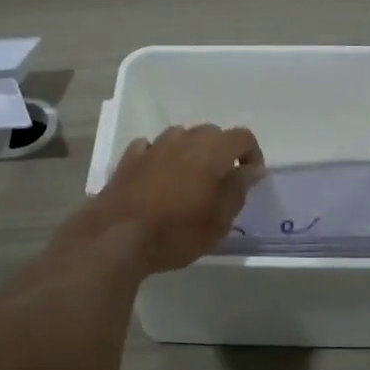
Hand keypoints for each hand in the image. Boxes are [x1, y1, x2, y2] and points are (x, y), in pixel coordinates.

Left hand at [68, 125, 264, 274]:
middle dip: (221, 151)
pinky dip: (159, 156)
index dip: (252, 154)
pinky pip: (150, 147)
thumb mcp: (219, 220)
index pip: (242, 137)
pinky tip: (157, 175)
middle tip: (221, 181)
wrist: (117, 237)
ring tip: (189, 179)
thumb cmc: (177, 232)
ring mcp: (153, 146)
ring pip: (180, 136)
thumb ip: (238, 189)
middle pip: (211, 133)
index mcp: (212, 150)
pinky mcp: (128, 159)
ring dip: (190, 151)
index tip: (250, 177)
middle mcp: (183, 139)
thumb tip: (252, 169)